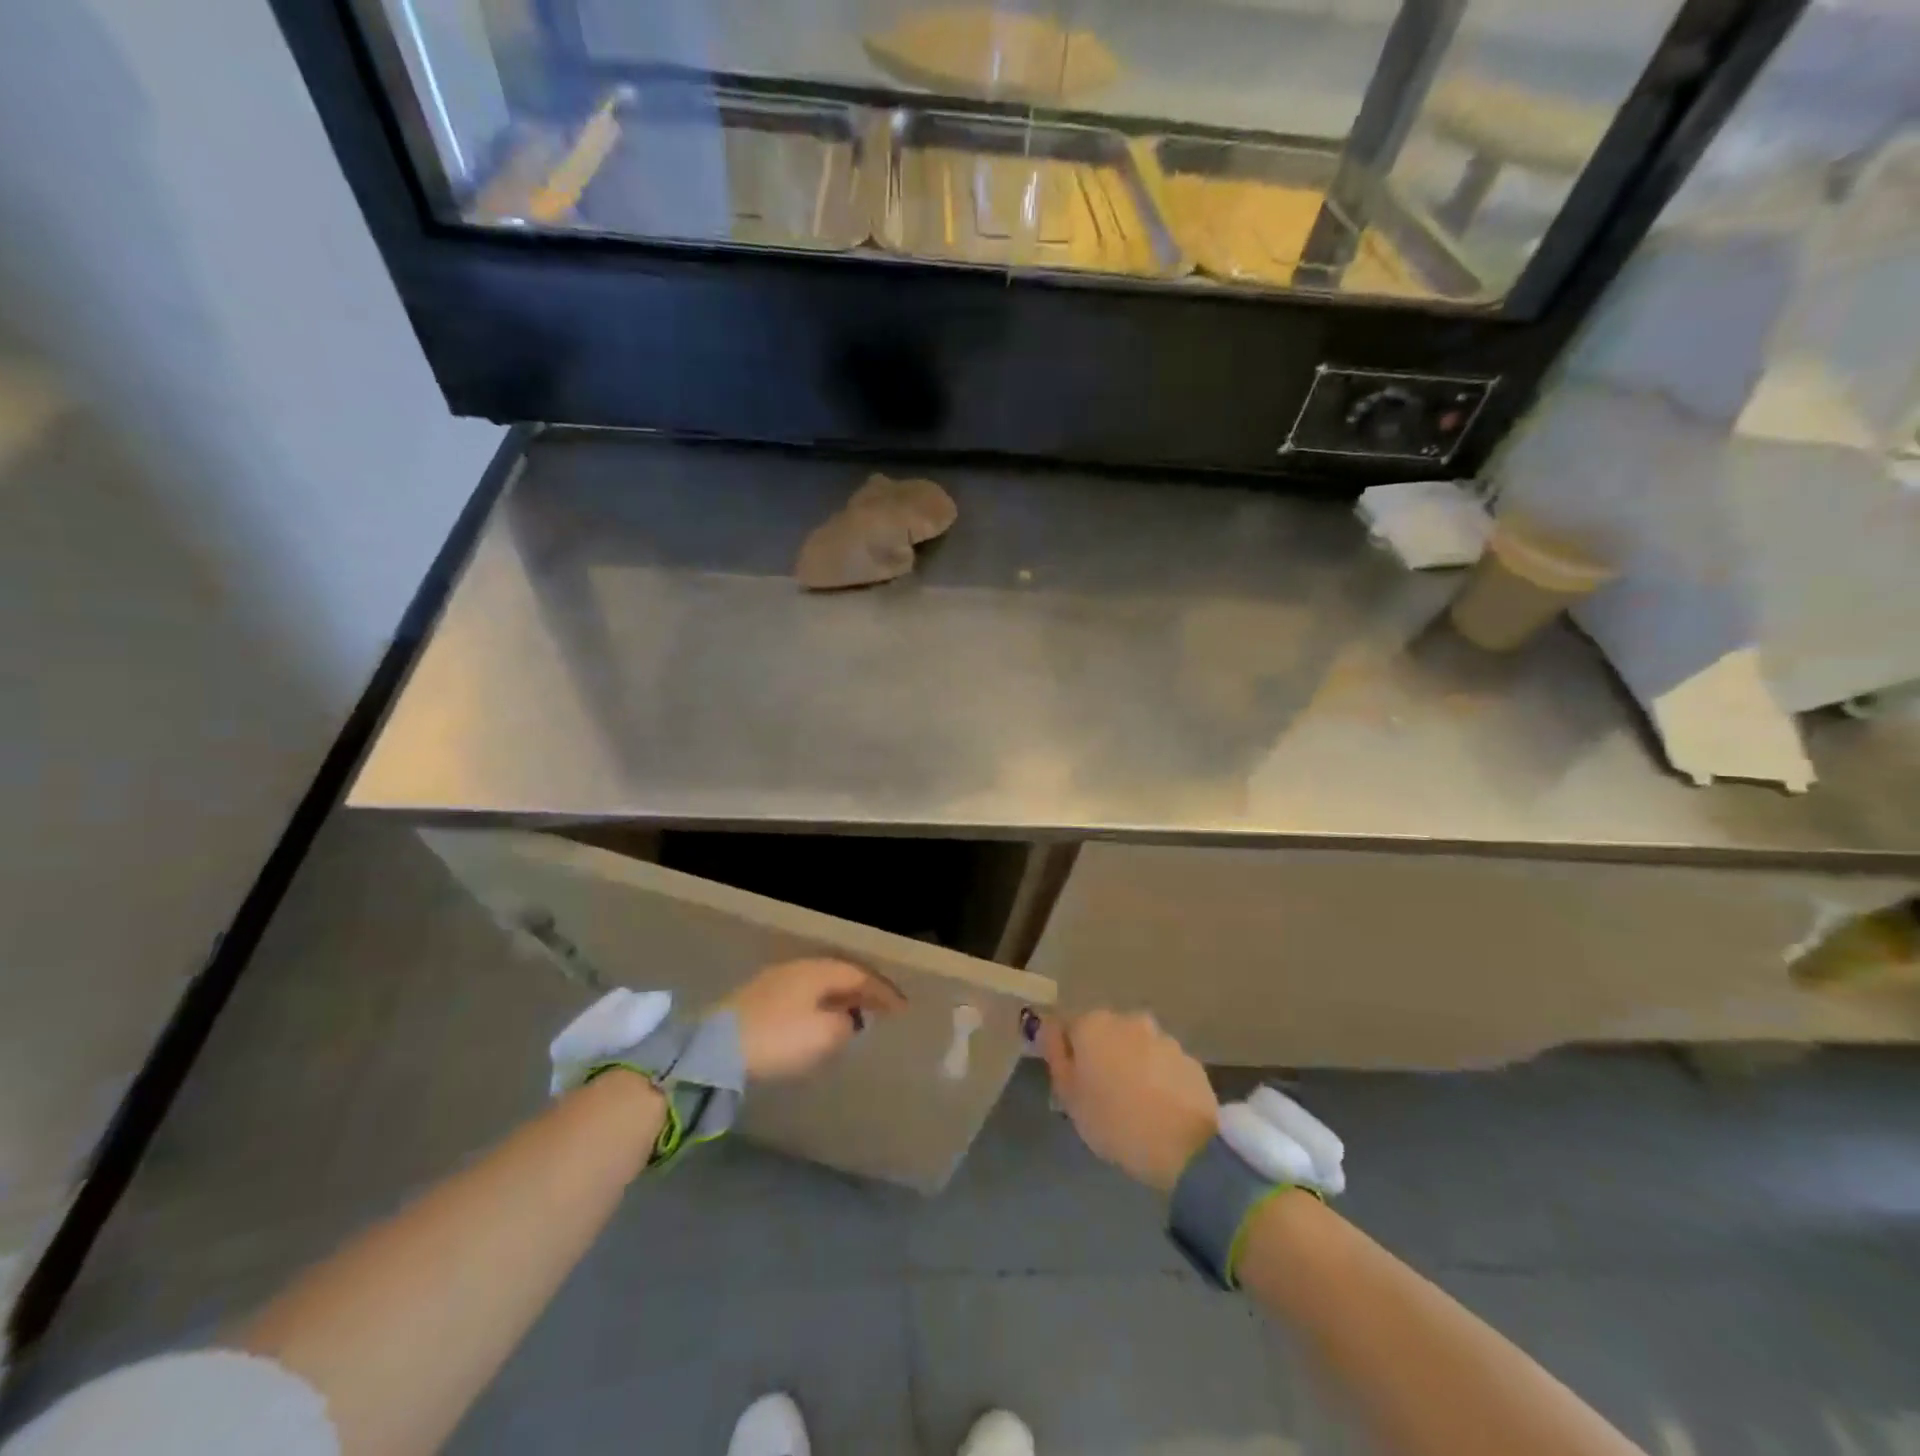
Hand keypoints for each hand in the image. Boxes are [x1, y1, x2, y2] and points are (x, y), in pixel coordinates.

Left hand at [724, 958, 905, 1081]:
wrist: (715, 1050)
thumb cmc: (778, 1038)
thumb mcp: (824, 1035)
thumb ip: (846, 1024)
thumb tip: (849, 1019)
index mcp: (818, 970)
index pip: (860, 975)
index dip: (883, 991)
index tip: (903, 1009)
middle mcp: (798, 968)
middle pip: (839, 974)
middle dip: (862, 991)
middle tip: (882, 1008)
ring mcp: (774, 981)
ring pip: (818, 985)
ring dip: (839, 999)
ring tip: (854, 1015)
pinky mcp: (757, 1000)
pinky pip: (802, 996)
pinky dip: (819, 1006)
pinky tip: (819, 1022)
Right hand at [1039, 1010, 1218, 1192]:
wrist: (1186, 1145)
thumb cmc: (1114, 1121)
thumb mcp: (1069, 1097)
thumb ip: (1057, 1057)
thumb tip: (1049, 1030)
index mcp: (1092, 1023)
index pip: (1066, 1026)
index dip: (1066, 1053)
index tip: (1070, 1082)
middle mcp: (1127, 1019)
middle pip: (1103, 1033)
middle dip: (1100, 1055)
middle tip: (1100, 1095)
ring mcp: (1162, 1036)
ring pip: (1135, 1047)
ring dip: (1130, 1065)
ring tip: (1133, 1104)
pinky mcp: (1188, 1058)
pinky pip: (1161, 1064)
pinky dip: (1156, 1077)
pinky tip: (1158, 1108)